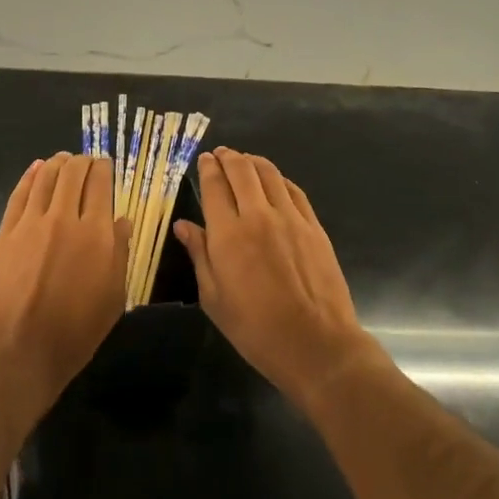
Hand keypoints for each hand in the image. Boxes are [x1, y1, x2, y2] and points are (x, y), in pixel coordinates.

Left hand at [0, 153, 129, 425]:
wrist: (19, 352)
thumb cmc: (75, 332)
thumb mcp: (113, 297)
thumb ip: (119, 253)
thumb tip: (122, 220)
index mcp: (95, 234)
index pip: (101, 185)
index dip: (104, 169)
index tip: (106, 165)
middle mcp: (63, 219)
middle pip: (73, 174)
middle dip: (82, 161)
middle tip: (86, 161)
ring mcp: (30, 224)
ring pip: (45, 178)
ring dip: (57, 163)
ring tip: (63, 159)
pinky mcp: (5, 233)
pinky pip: (19, 194)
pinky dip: (30, 176)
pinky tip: (36, 169)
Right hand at [174, 148, 385, 409]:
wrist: (315, 344)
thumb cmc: (255, 329)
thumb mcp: (214, 298)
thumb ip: (199, 255)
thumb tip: (183, 225)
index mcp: (228, 235)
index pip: (214, 186)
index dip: (208, 168)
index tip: (204, 159)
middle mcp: (258, 216)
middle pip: (242, 171)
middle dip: (228, 157)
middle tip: (221, 154)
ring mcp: (291, 219)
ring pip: (269, 174)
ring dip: (253, 161)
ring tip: (244, 160)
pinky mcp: (314, 227)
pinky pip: (294, 190)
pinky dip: (279, 178)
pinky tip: (274, 181)